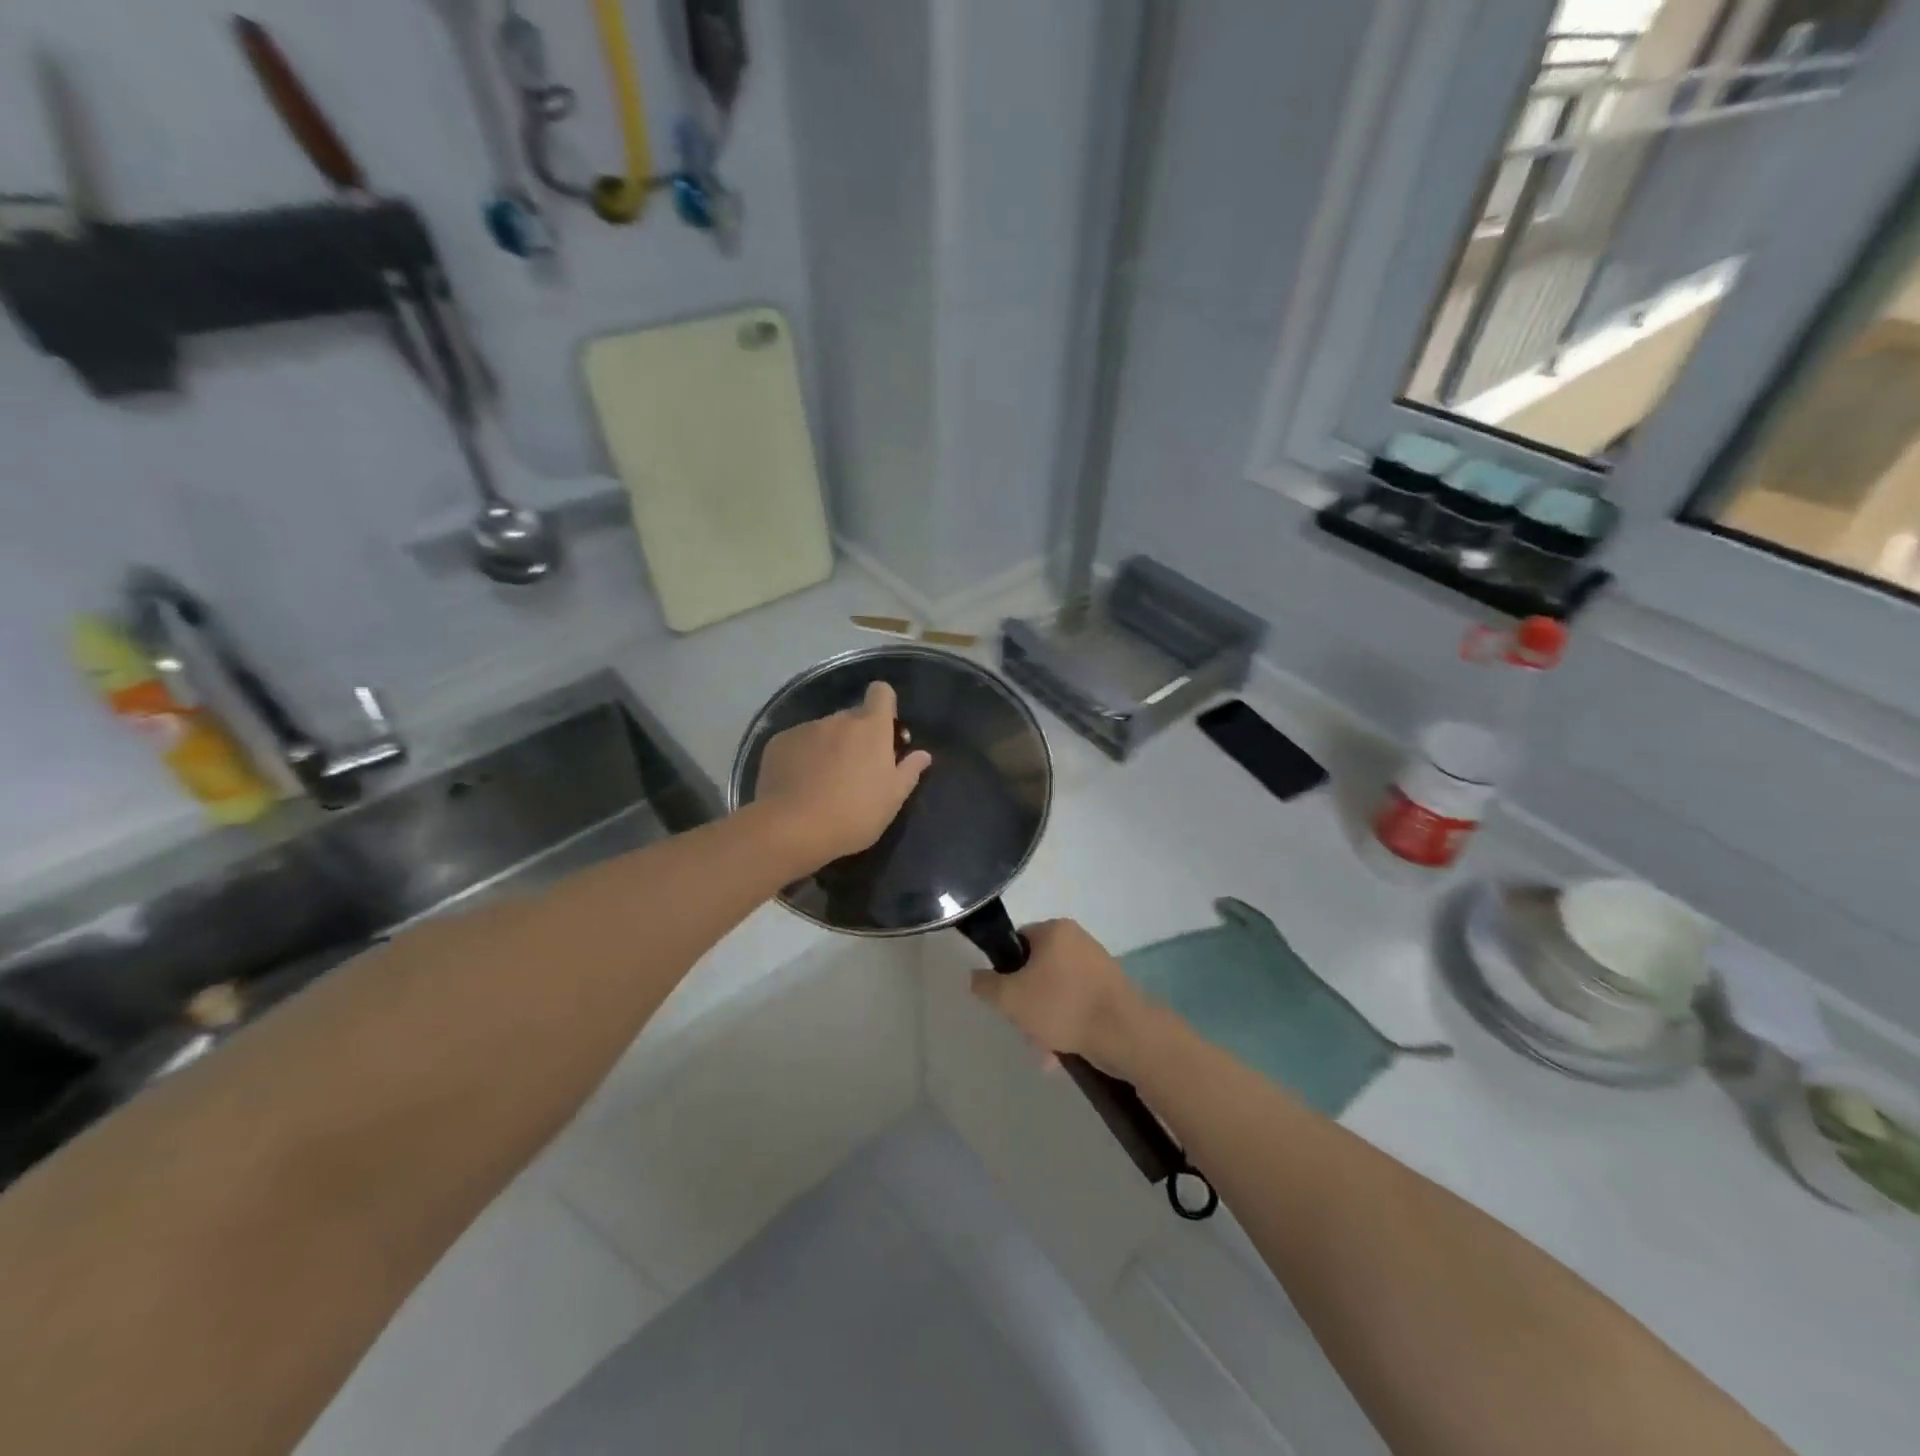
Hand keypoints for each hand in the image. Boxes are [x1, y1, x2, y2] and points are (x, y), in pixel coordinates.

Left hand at [753, 680, 932, 868]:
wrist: (792, 828)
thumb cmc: (854, 814)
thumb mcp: (892, 799)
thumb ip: (909, 771)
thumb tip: (923, 755)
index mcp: (871, 728)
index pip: (881, 693)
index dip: (884, 705)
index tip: (885, 730)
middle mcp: (838, 720)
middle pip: (852, 717)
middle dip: (857, 735)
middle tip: (856, 769)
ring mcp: (806, 729)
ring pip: (824, 731)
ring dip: (828, 747)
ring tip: (823, 782)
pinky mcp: (779, 742)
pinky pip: (797, 742)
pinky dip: (801, 757)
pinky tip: (799, 784)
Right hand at [969, 919, 1153, 1076]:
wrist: (1125, 1034)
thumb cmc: (1063, 1006)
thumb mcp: (1011, 998)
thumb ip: (986, 985)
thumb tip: (976, 976)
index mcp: (1056, 930)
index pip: (1017, 942)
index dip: (1005, 970)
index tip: (1004, 998)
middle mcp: (1078, 940)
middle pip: (1036, 970)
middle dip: (1026, 1004)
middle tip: (1024, 1029)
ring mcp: (1097, 965)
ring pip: (1056, 991)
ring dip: (1045, 1020)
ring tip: (1045, 1052)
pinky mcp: (1111, 991)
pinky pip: (1076, 1004)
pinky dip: (1066, 1025)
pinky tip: (1062, 1054)